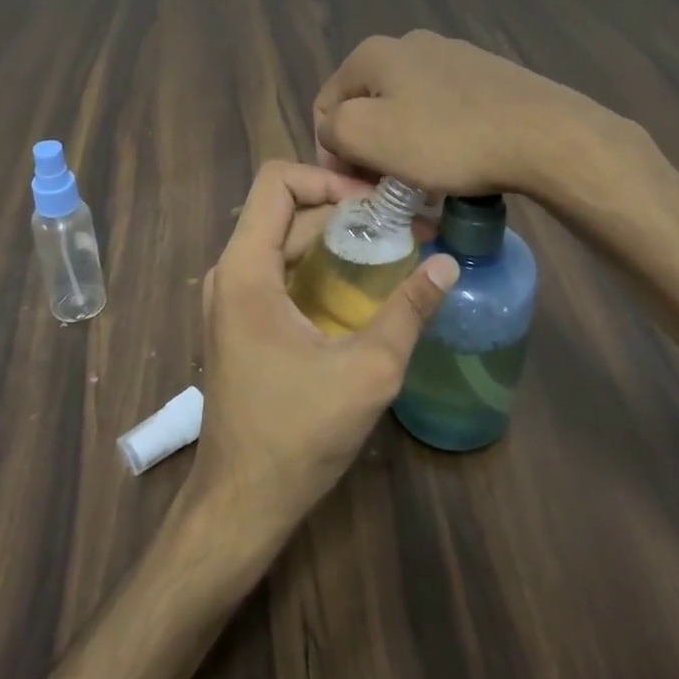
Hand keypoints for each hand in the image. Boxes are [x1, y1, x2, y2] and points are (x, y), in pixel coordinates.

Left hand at [193, 162, 458, 530]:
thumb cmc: (298, 435)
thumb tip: (448, 263)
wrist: (242, 501)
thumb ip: (408, 311)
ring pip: (283, 240)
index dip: (328, 177)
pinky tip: (362, 284)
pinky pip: (280, 270)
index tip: (378, 202)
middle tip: (403, 223)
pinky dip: (319, 264)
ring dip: (334, 237)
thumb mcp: (367, 371)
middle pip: (285, 211)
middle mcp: (230, 273)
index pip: (277, 181)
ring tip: (392, 246)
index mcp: (246, 271)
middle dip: (344, 209)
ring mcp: (231, 299)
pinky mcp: (241, 322)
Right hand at [313, 30, 587, 199]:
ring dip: (405, 146)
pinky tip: (458, 162)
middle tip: (389, 189)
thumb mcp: (367, 135)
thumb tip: (336, 130)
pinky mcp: (487, 75)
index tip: (358, 188)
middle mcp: (410, 43)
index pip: (326, 106)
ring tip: (426, 181)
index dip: (332, 153)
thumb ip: (332, 128)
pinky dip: (440, 137)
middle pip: (368, 106)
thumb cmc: (446, 138)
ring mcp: (453, 55)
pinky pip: (444, 110)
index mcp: (373, 52)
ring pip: (407, 109)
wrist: (542, 134)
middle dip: (370, 149)